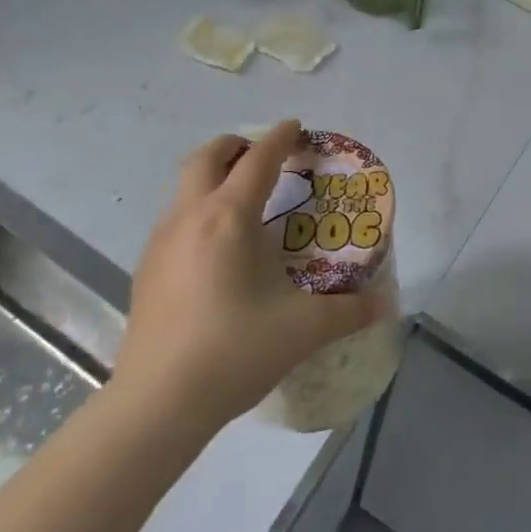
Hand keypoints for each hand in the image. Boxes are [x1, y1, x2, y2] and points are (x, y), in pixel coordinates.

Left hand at [113, 121, 389, 435]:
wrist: (158, 404)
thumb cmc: (234, 351)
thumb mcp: (303, 330)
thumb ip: (349, 311)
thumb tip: (385, 305)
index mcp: (229, 218)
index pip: (258, 160)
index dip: (279, 138)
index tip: (296, 127)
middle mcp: (190, 217)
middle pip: (206, 157)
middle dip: (236, 145)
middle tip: (263, 155)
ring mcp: (161, 242)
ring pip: (184, 186)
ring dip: (213, 176)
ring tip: (242, 199)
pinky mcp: (145, 269)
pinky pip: (174, 218)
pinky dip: (198, 209)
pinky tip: (215, 247)